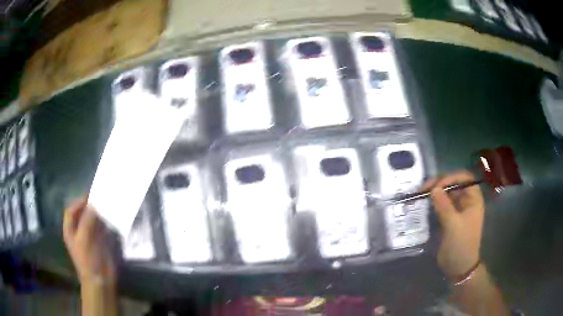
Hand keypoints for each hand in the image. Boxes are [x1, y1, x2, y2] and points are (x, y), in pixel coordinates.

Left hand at [63, 197, 116, 286]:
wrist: (101, 280)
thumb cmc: (88, 260)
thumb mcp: (84, 239)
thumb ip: (87, 220)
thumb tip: (94, 204)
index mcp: (71, 230)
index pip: (71, 211)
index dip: (79, 202)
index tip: (90, 196)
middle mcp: (79, 231)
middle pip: (82, 213)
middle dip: (90, 206)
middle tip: (101, 198)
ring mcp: (90, 236)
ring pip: (93, 219)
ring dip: (99, 212)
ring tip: (108, 204)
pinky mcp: (101, 241)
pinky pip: (102, 227)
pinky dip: (106, 221)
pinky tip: (112, 217)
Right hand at [426, 170, 484, 276]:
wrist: (459, 267)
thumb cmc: (461, 245)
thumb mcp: (453, 225)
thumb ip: (444, 206)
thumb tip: (434, 188)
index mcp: (473, 200)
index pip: (464, 178)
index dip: (451, 178)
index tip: (437, 186)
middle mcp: (467, 202)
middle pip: (454, 185)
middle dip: (440, 184)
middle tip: (424, 189)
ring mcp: (458, 210)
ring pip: (446, 195)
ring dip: (435, 193)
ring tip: (421, 195)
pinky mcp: (449, 219)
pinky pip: (441, 205)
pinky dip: (433, 203)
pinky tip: (424, 204)